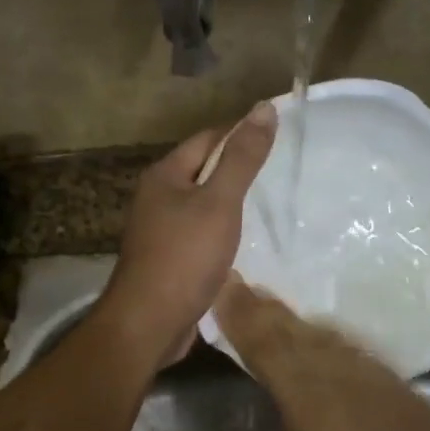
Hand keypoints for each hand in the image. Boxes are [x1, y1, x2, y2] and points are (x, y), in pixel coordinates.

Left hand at [97, 103, 277, 367]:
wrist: (148, 323)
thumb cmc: (184, 257)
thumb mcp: (219, 202)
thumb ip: (242, 158)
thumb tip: (263, 107)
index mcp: (164, 175)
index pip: (207, 139)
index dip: (241, 134)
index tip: (279, 139)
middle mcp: (156, 197)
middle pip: (203, 171)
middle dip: (237, 170)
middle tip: (281, 174)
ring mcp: (159, 230)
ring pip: (202, 205)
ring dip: (231, 205)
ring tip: (270, 206)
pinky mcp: (167, 259)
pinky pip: (199, 234)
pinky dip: (221, 233)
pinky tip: (244, 243)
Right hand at [214, 274, 429, 430]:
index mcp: (308, 398)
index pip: (264, 348)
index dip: (240, 318)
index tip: (221, 289)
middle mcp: (334, 373)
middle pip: (288, 331)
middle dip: (257, 306)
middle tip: (234, 280)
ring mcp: (364, 371)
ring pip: (315, 333)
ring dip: (286, 315)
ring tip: (264, 299)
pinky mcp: (386, 378)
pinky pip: (340, 343)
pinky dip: (316, 332)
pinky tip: (311, 331)